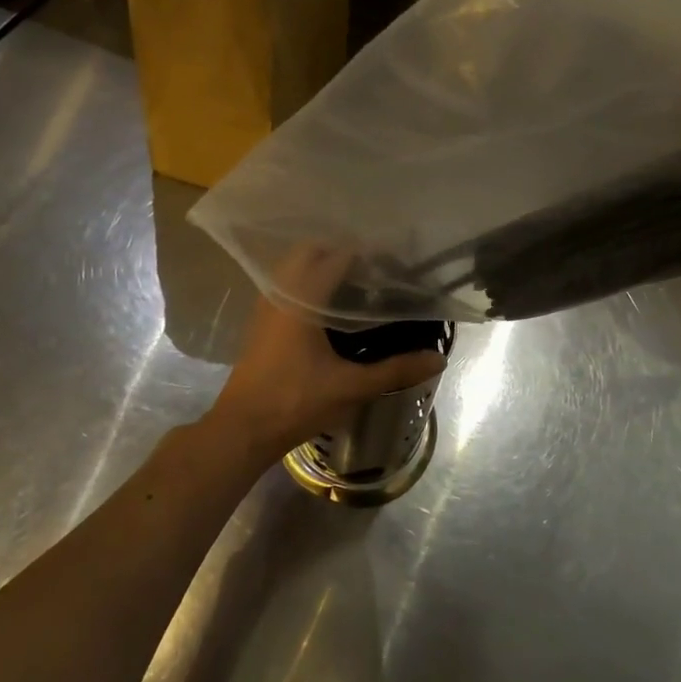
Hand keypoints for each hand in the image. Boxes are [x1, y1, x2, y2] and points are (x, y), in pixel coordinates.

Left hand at [208, 250, 445, 458]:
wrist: (242, 430)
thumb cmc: (295, 402)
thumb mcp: (351, 387)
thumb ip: (396, 370)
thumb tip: (438, 358)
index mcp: (302, 297)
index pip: (339, 256)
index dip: (369, 254)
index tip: (395, 262)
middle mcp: (280, 291)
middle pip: (311, 251)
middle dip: (341, 252)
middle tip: (375, 270)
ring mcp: (266, 305)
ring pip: (293, 267)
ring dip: (321, 266)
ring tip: (357, 284)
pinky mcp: (261, 322)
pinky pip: (285, 285)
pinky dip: (307, 283)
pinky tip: (330, 308)